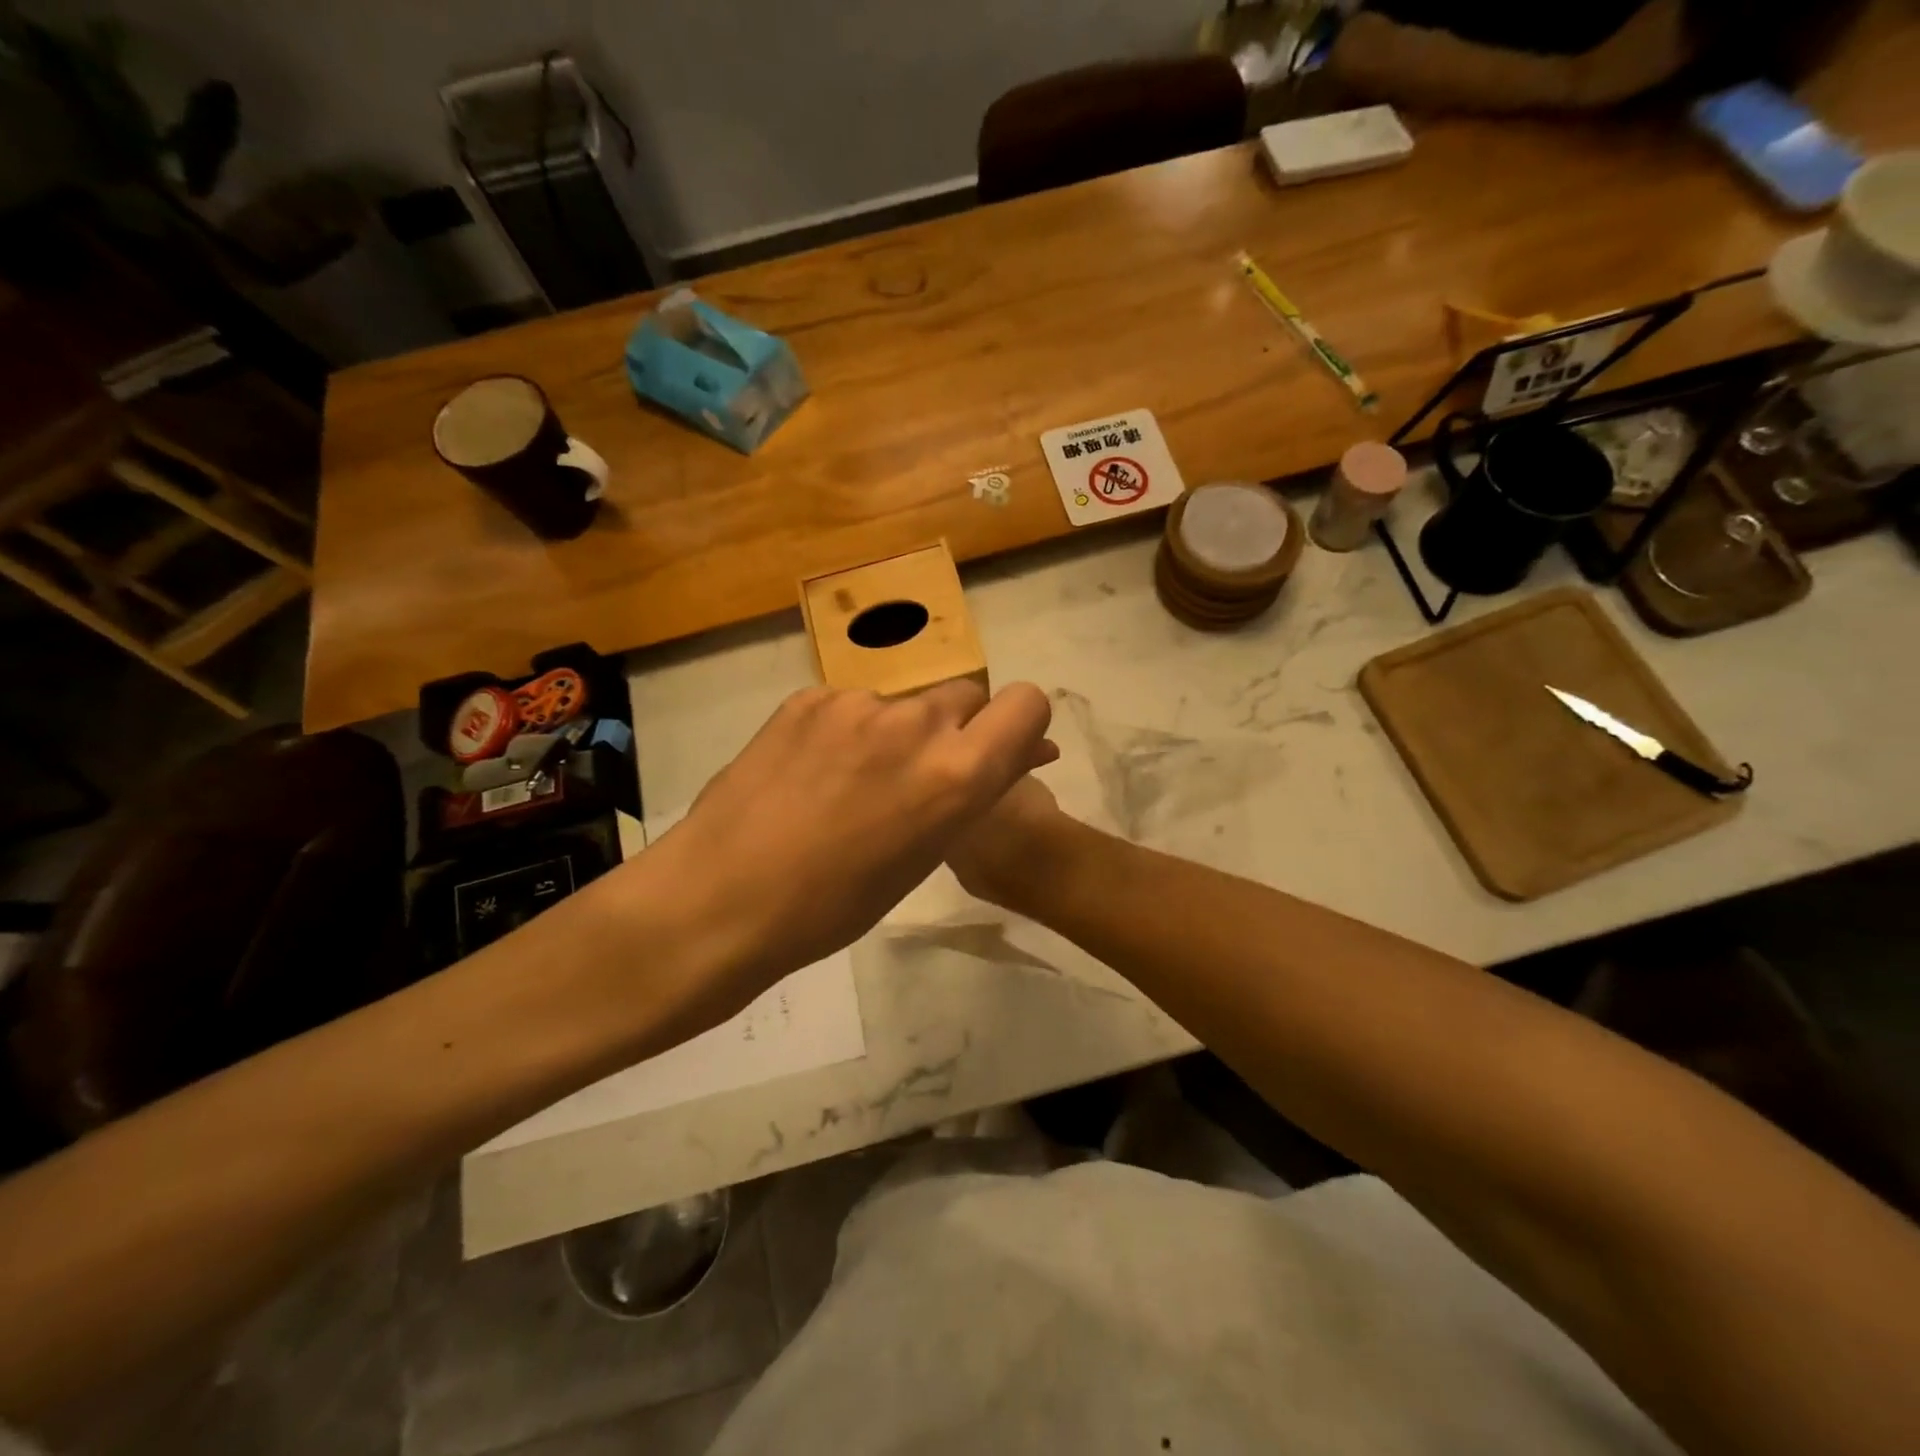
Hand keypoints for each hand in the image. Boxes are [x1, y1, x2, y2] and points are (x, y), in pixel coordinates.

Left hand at [636, 681, 1055, 1016]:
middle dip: (954, 730)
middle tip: (913, 779)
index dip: (1020, 725)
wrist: (722, 898)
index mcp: (958, 773)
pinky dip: (846, 731)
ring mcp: (857, 703)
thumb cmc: (837, 904)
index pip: (1027, 703)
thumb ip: (976, 791)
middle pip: (965, 696)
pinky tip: (809, 773)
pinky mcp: (808, 697)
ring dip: (895, 732)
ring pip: (904, 703)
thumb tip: (1026, 753)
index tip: (994, 753)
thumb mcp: (927, 853)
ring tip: (847, 785)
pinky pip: (851, 704)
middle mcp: (916, 722)